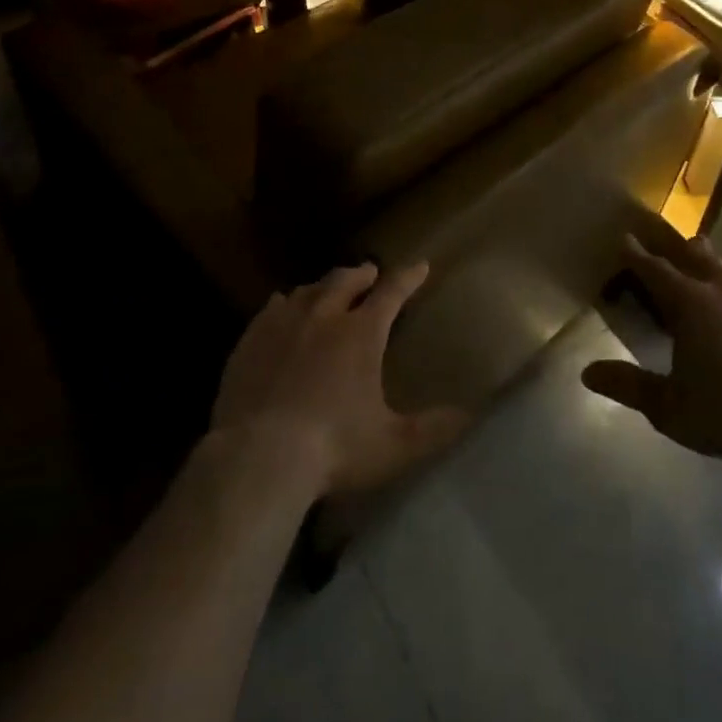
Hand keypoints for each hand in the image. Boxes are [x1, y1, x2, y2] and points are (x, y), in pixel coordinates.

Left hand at [210, 261, 468, 498]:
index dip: (408, 277)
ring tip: (329, 288)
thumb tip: (469, 415)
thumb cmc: (334, 449)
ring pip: (309, 290)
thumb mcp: (393, 445)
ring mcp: (284, 324)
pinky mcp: (252, 339)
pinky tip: (283, 306)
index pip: (392, 292)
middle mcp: (324, 317)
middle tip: (370, 272)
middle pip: (346, 281)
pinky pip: (272, 308)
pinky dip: (285, 303)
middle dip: (363, 274)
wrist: (259, 456)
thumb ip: (432, 429)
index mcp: (361, 334)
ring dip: (324, 286)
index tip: (420, 265)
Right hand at [582, 233, 721, 464]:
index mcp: (689, 303)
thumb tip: (587, 373)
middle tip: (671, 255)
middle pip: (697, 253)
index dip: (636, 253)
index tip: (625, 238)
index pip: (654, 268)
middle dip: (680, 249)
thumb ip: (627, 386)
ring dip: (718, 265)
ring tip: (712, 274)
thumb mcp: (668, 408)